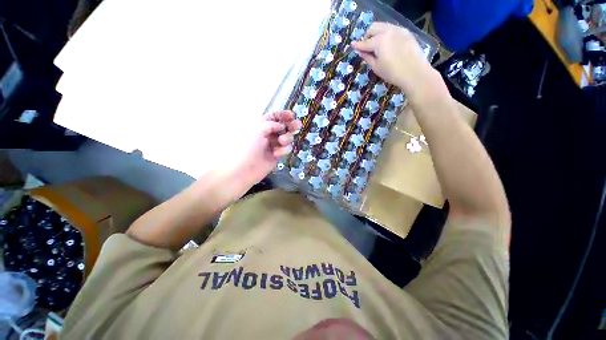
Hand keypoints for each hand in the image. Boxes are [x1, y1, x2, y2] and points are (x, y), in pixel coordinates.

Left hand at [235, 110, 300, 185]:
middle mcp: (267, 134)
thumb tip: (282, 125)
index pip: (273, 117)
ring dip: (287, 138)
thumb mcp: (257, 130)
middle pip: (282, 127)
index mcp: (260, 125)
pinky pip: (285, 149)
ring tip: (281, 142)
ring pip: (286, 138)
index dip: (283, 115)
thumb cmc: (247, 147)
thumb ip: (271, 125)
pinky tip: (276, 154)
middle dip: (290, 126)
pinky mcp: (277, 155)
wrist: (243, 170)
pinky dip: (283, 150)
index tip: (292, 115)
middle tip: (297, 126)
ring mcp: (272, 145)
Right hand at [351, 22, 435, 98]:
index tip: (352, 45)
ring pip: (383, 26)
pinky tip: (387, 44)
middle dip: (367, 36)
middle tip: (366, 46)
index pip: (365, 42)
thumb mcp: (376, 67)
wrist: (414, 72)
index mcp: (379, 41)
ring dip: (377, 33)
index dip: (358, 45)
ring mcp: (398, 30)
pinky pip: (393, 29)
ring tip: (376, 45)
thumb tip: (360, 52)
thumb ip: (368, 57)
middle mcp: (388, 31)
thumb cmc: (392, 73)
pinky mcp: (406, 32)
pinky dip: (386, 34)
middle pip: (373, 28)